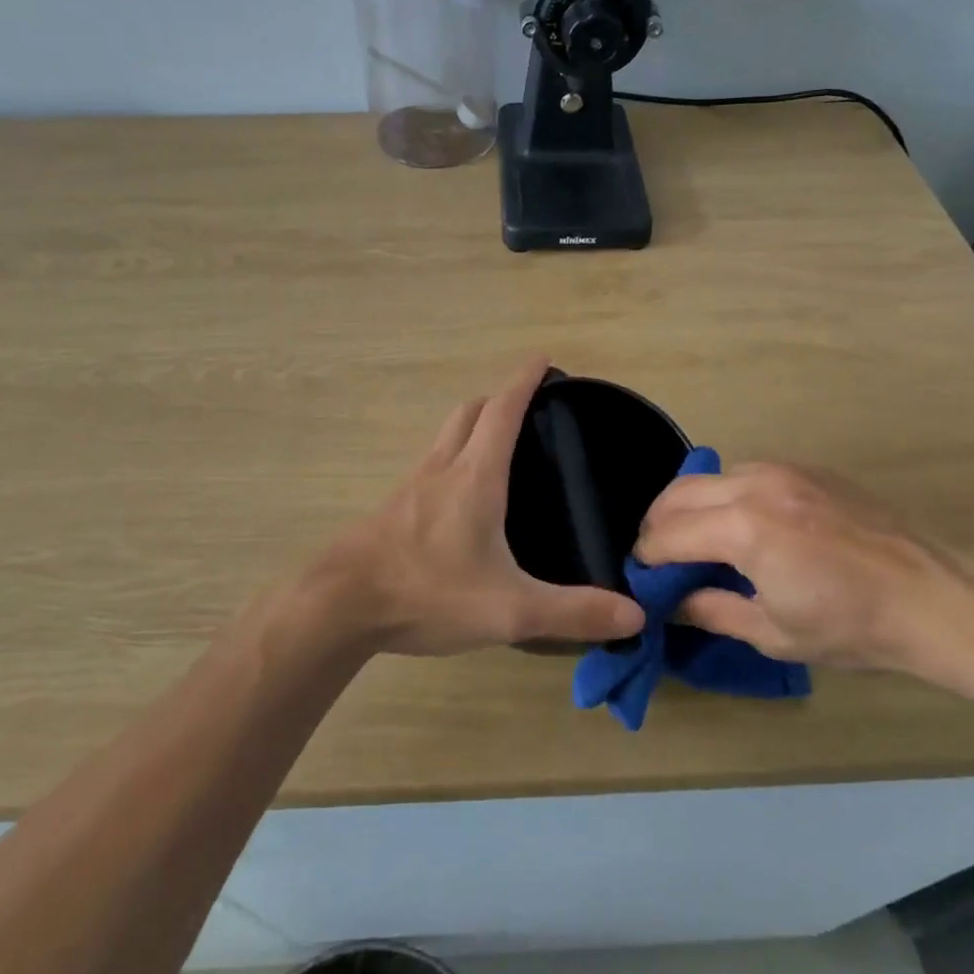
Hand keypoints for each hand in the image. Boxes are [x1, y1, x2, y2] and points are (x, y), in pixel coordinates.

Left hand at [305, 357, 644, 656]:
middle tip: (527, 406)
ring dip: (472, 425)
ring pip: (445, 436)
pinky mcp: (393, 509)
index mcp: (475, 476)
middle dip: (499, 399)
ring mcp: (411, 486)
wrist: (340, 605)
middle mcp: (442, 469)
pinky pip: (430, 465)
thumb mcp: (509, 609)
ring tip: (498, 445)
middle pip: (469, 412)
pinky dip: (452, 457)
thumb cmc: (428, 592)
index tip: (543, 359)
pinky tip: (460, 496)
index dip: (524, 381)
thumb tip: (633, 613)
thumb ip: (572, 611)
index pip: (503, 410)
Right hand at [634, 462, 973, 678]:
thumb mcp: (773, 631)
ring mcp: (784, 470)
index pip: (669, 534)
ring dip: (691, 505)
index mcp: (743, 528)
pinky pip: (746, 472)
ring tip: (696, 539)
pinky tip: (742, 525)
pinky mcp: (807, 468)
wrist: (934, 598)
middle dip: (658, 524)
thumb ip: (711, 610)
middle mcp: (755, 485)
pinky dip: (726, 494)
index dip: (647, 556)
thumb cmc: (851, 626)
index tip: (640, 576)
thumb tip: (670, 603)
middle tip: (659, 557)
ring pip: (711, 476)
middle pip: (679, 493)